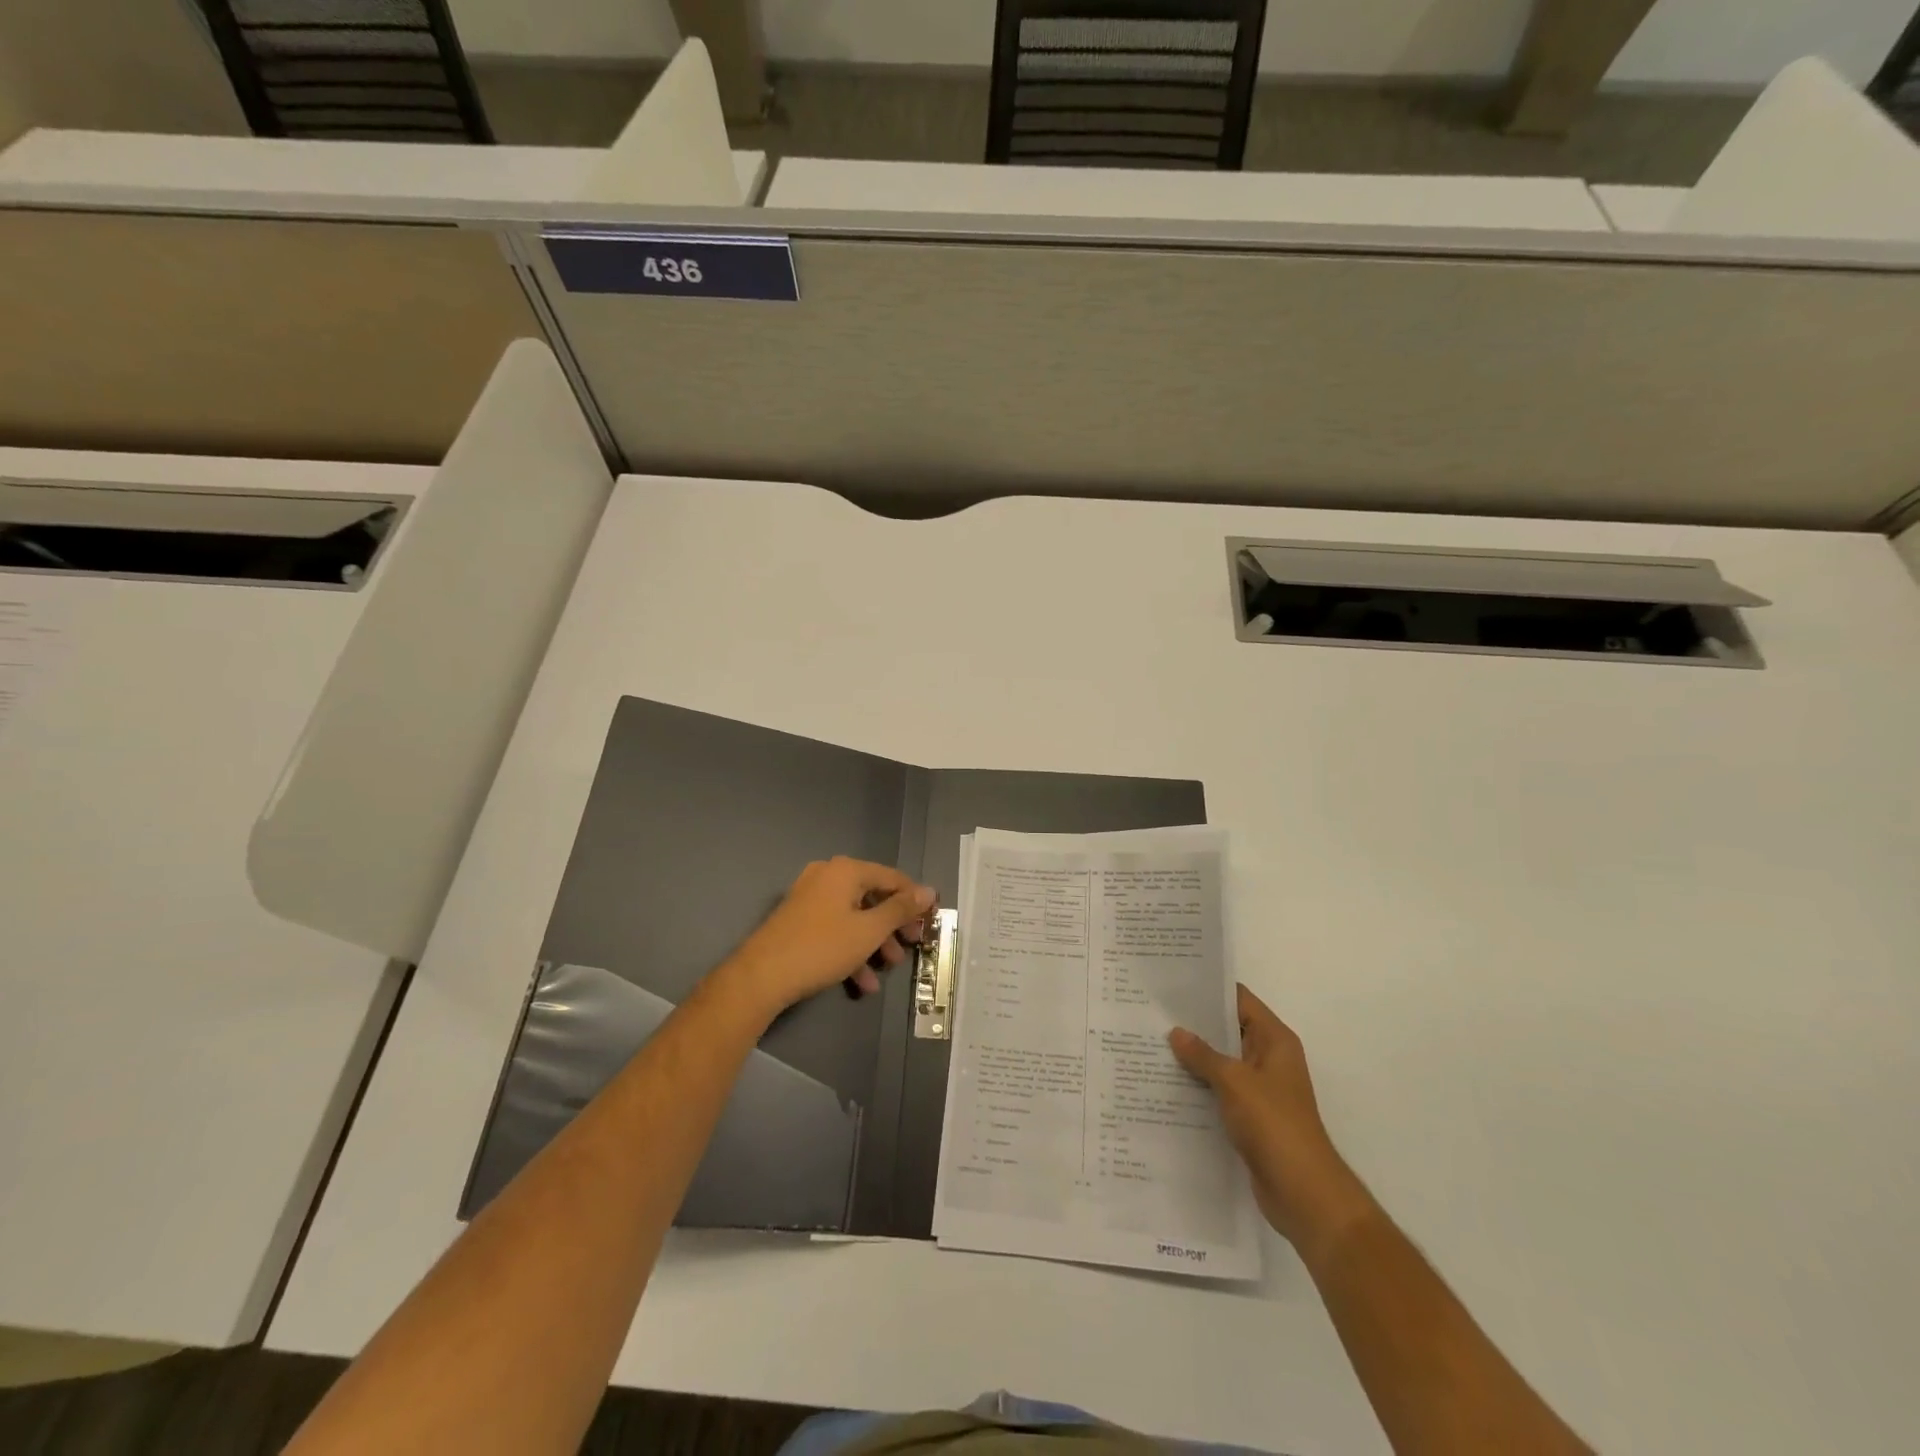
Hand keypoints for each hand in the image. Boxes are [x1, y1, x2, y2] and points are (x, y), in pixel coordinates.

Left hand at [718, 857, 935, 1023]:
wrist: (762, 976)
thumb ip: (900, 910)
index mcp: (846, 870)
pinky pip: (835, 928)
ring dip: (874, 942)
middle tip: (911, 946)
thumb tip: (929, 891)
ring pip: (854, 916)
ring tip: (887, 969)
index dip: (915, 899)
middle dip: (893, 925)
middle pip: (873, 896)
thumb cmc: (822, 947)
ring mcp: (810, 897)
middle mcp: (828, 876)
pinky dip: (851, 949)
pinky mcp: (799, 919)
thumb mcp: (869, 930)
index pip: (892, 878)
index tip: (931, 921)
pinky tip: (861, 982)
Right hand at [1170, 985, 1376, 1261]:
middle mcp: (1270, 1059)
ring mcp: (1261, 1089)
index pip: (1240, 1001)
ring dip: (1194, 1056)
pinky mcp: (1251, 1116)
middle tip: (1153, 1011)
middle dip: (1195, 1023)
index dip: (1209, 989)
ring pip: (1221, 1062)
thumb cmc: (1274, 1124)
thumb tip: (1176, 1032)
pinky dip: (1198, 1085)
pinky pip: (1220, 1090)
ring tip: (1151, 1043)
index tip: (1174, 981)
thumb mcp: (1234, 1081)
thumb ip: (1203, 1054)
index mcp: (1275, 1041)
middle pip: (1229, 1030)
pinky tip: (1166, 1082)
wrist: (1303, 1192)